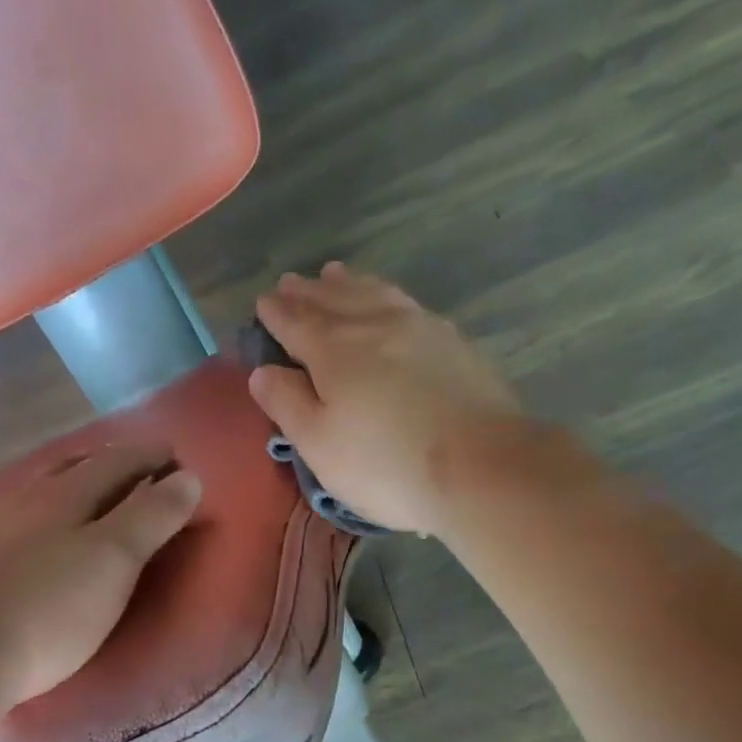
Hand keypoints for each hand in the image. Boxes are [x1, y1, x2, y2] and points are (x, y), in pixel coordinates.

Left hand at [0, 446, 200, 708]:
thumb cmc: (51, 610)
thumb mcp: (115, 560)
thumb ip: (152, 516)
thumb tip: (188, 477)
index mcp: (65, 494)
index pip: (118, 460)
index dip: (151, 457)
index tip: (177, 460)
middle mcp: (26, 498)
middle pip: (76, 466)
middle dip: (114, 463)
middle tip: (142, 471)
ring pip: (44, 489)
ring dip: (76, 483)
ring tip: (98, 495)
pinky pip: (22, 517)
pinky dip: (48, 512)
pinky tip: (44, 531)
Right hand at [250, 263, 521, 532]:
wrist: (479, 466)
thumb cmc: (386, 465)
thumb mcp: (320, 446)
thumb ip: (287, 404)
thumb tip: (262, 370)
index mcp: (334, 350)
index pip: (296, 322)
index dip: (276, 313)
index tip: (264, 302)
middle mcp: (375, 325)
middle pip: (335, 300)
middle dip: (309, 292)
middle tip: (293, 282)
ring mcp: (421, 328)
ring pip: (375, 294)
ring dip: (350, 284)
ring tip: (336, 274)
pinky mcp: (456, 344)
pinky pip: (410, 305)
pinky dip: (388, 296)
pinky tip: (393, 304)